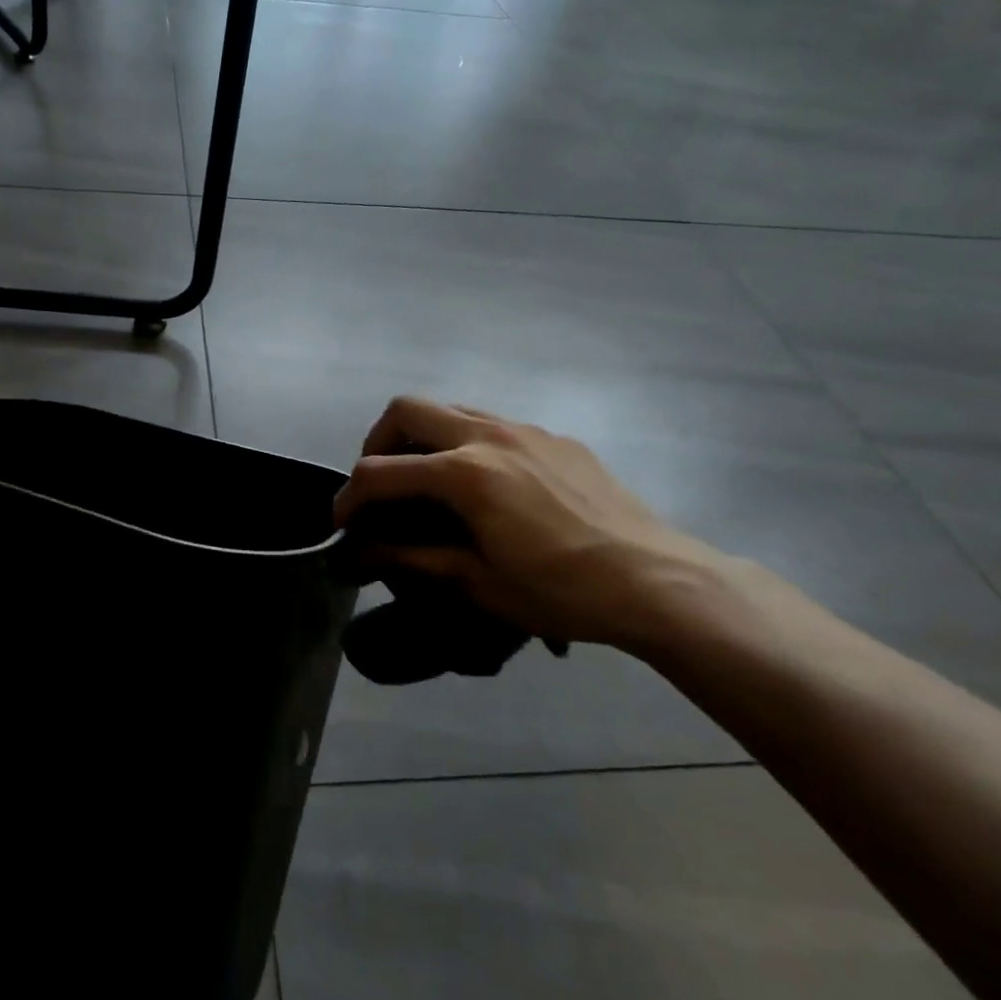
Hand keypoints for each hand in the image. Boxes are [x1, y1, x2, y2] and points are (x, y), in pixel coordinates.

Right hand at [334, 397, 734, 653]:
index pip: (380, 472)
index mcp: (464, 473)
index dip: (349, 497)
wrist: (658, 582)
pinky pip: (492, 424)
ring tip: (427, 481)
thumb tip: (363, 553)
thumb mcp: (478, 583)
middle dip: (377, 443)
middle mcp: (488, 435)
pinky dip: (466, 443)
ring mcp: (525, 430)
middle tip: (380, 484)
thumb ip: (413, 558)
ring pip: (450, 408)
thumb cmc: (562, 591)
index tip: (342, 524)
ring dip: (423, 437)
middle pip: (406, 410)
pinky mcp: (555, 438)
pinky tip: (486, 487)